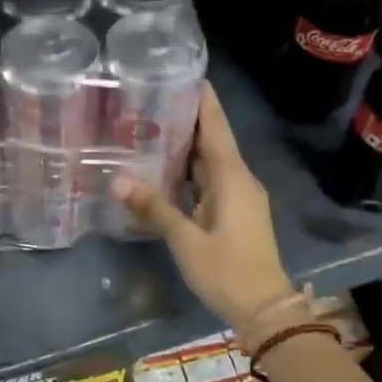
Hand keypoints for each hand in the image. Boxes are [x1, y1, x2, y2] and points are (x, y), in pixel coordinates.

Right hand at [110, 83, 293, 332]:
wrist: (264, 309)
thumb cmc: (227, 270)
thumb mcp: (186, 239)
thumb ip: (153, 207)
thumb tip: (116, 179)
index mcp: (232, 177)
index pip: (216, 126)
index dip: (203, 99)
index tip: (186, 72)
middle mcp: (239, 179)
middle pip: (213, 139)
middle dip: (187, 118)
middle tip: (152, 98)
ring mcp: (239, 197)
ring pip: (210, 161)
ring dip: (187, 145)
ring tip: (152, 127)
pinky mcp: (235, 213)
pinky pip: (210, 181)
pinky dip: (190, 170)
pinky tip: (166, 170)